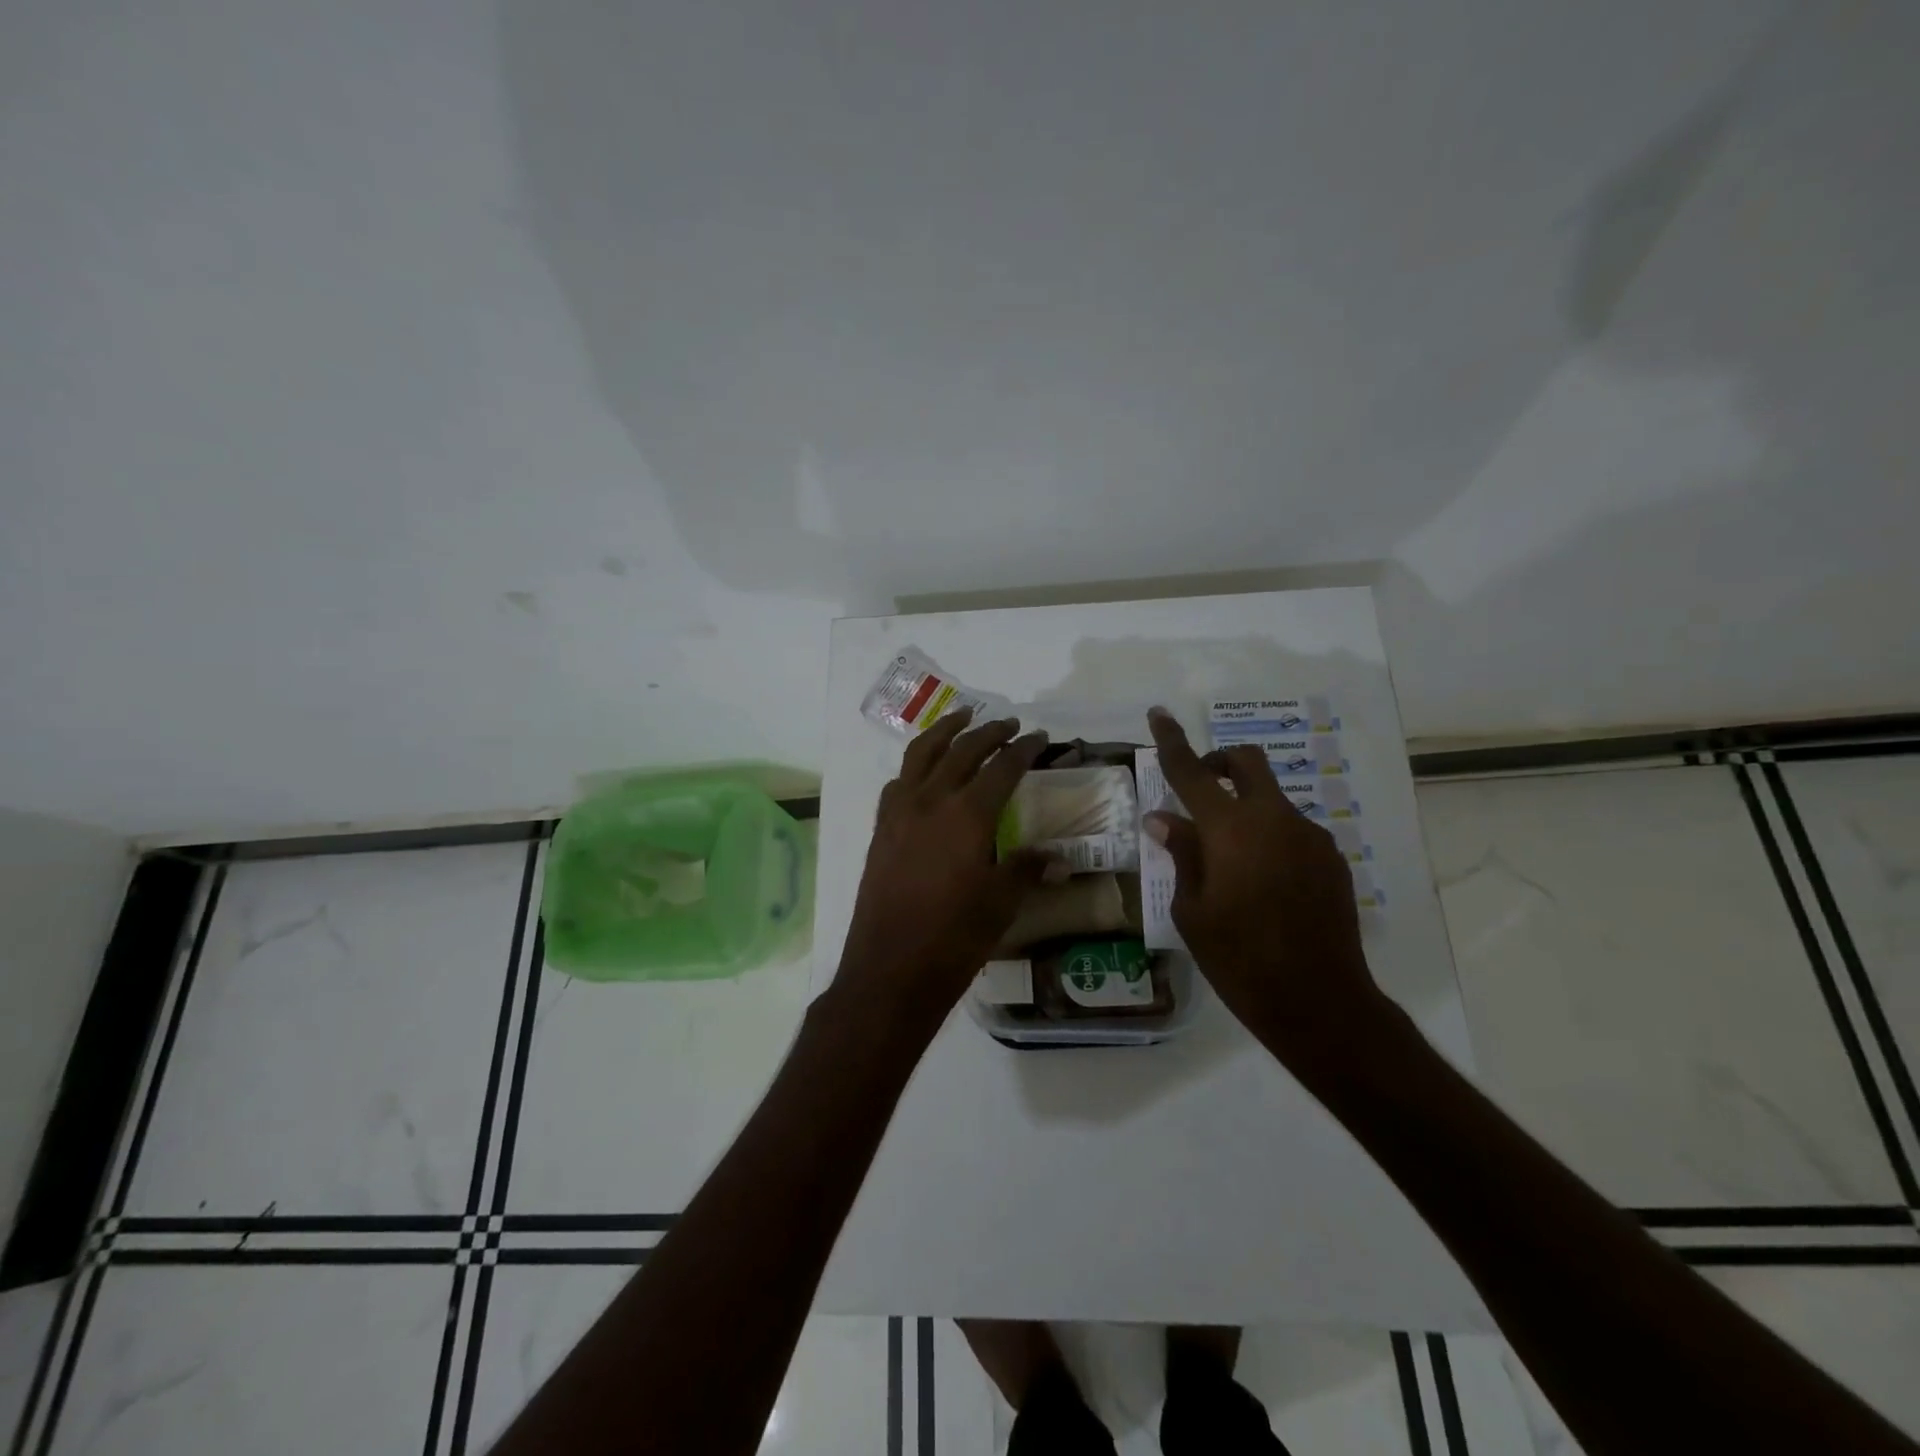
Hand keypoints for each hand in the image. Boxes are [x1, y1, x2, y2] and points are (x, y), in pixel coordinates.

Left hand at [836, 708, 1060, 1042]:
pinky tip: (925, 771)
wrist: (890, 969)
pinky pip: (899, 781)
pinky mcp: (881, 828)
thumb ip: (1027, 869)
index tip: (1041, 737)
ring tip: (963, 717)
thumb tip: (1059, 857)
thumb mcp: (1002, 903)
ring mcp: (900, 812)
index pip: (1003, 767)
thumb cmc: (953, 938)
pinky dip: (916, 764)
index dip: (1025, 749)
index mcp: (968, 814)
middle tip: (1010, 724)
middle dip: (989, 732)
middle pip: (962, 750)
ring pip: (922, 754)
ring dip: (945, 731)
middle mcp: (931, 800)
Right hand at [1144, 708, 1385, 1065]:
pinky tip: (1262, 883)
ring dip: (1245, 808)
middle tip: (1199, 787)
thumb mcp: (1192, 909)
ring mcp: (1309, 836)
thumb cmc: (1238, 959)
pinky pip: (1292, 829)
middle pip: (1247, 762)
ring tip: (1229, 861)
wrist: (1319, 1001)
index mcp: (1229, 829)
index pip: (1190, 771)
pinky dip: (1269, 836)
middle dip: (1220, 762)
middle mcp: (1273, 819)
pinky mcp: (1331, 858)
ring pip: (1271, 799)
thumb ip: (1181, 853)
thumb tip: (1164, 818)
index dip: (1171, 740)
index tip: (1159, 713)